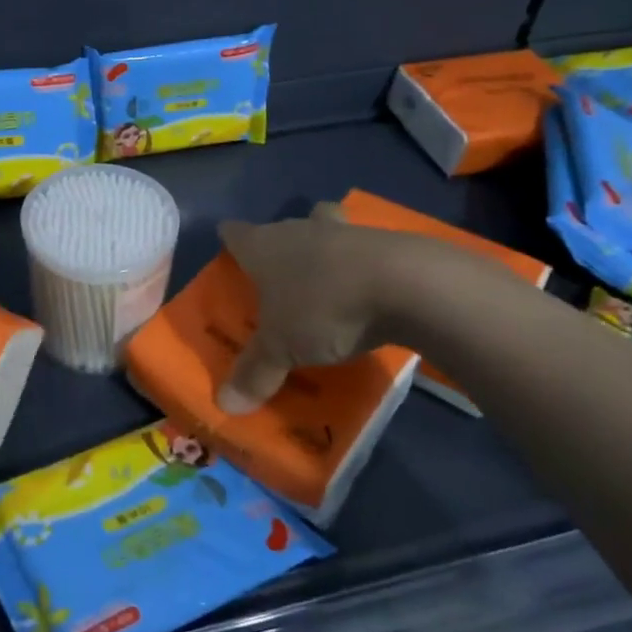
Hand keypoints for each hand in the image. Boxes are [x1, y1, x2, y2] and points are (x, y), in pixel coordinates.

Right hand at [214, 202, 500, 412]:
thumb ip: (255, 372)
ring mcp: (344, 233)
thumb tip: (225, 405)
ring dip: (324, 247)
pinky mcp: (386, 243)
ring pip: (326, 228)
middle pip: (283, 227)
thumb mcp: (282, 348)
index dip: (229, 240)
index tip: (229, 251)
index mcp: (264, 246)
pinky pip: (364, 251)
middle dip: (281, 244)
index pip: (235, 233)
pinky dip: (362, 266)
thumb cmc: (323, 308)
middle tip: (280, 273)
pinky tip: (367, 292)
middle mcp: (299, 230)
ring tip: (327, 279)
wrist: (406, 285)